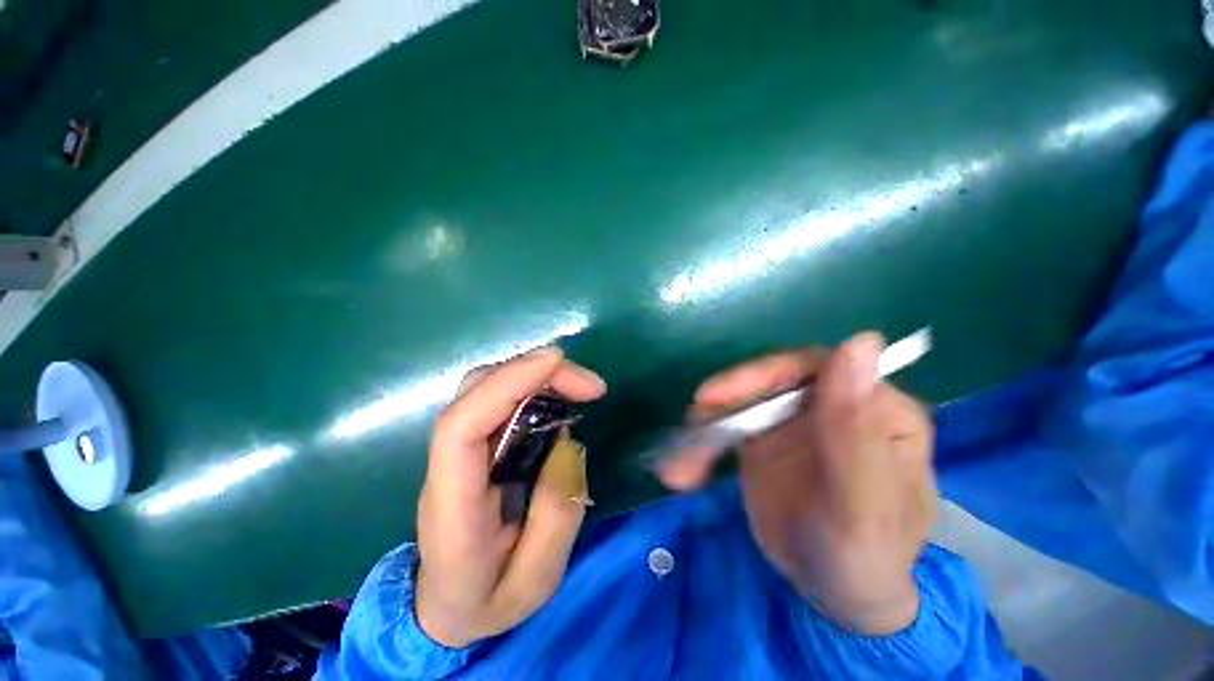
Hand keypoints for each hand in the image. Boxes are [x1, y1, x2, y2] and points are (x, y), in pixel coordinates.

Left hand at [415, 346, 606, 647]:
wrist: (448, 607)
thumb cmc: (489, 599)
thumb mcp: (536, 580)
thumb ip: (556, 515)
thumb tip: (567, 443)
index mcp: (452, 507)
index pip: (461, 427)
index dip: (506, 383)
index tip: (557, 362)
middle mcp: (447, 467)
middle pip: (474, 392)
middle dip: (532, 372)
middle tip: (589, 384)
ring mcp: (458, 452)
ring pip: (484, 388)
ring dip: (534, 375)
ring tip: (580, 387)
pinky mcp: (476, 446)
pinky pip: (498, 400)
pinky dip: (531, 386)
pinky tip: (560, 397)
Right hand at [659, 332, 935, 633]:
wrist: (833, 593)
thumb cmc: (863, 558)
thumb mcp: (863, 505)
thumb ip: (857, 431)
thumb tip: (861, 342)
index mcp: (877, 409)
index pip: (815, 368)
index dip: (761, 374)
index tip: (715, 396)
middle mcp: (834, 404)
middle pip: (768, 382)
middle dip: (724, 404)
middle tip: (692, 428)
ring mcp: (795, 419)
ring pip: (739, 403)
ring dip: (704, 430)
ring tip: (679, 467)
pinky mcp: (765, 437)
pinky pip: (726, 427)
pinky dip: (702, 446)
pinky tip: (685, 471)